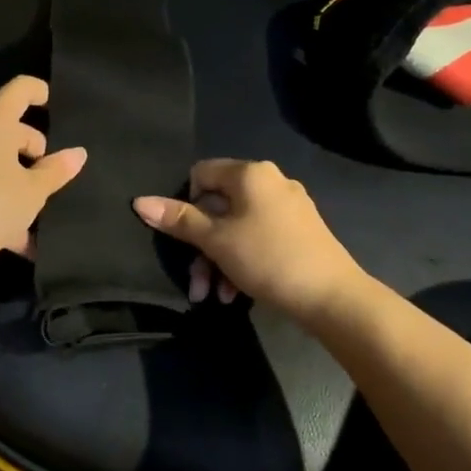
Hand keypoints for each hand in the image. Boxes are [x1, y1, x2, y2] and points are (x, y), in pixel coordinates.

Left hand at [0, 76, 86, 283]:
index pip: (16, 91)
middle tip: (53, 176)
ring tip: (45, 212)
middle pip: (10, 131)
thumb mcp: (33, 191)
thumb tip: (78, 153)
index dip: (36, 90)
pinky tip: (25, 243)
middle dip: (35, 149)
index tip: (53, 101)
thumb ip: (56, 171)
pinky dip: (6, 211)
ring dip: (22, 185)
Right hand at [133, 159, 366, 321]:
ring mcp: (288, 207)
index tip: (186, 237)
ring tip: (214, 297)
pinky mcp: (300, 232)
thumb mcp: (216, 241)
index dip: (186, 204)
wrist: (332, 297)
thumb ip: (178, 220)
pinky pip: (258, 238)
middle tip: (196, 283)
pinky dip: (242, 261)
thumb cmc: (268, 259)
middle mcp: (270, 182)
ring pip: (237, 227)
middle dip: (201, 247)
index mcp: (250, 174)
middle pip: (218, 206)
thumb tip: (139, 201)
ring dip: (218, 261)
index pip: (201, 173)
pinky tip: (237, 294)